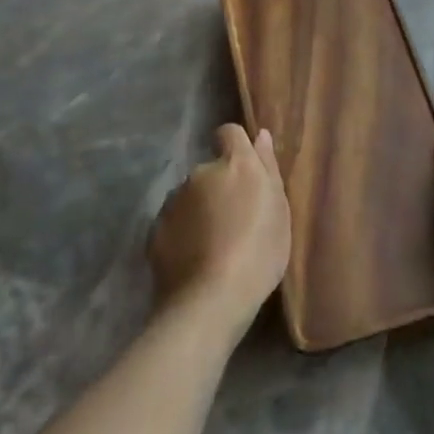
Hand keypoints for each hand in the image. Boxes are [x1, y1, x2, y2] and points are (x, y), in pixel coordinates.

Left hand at [149, 124, 290, 338]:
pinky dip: (182, 233)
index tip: (244, 171)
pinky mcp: (155, 230)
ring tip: (212, 245)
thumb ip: (268, 167)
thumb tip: (261, 134)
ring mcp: (173, 201)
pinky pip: (173, 223)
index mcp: (235, 163)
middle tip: (233, 221)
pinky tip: (193, 260)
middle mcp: (200, 172)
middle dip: (218, 187)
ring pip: (189, 197)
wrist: (210, 301)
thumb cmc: (258, 252)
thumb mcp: (279, 210)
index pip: (229, 132)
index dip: (235, 146)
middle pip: (210, 169)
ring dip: (199, 210)